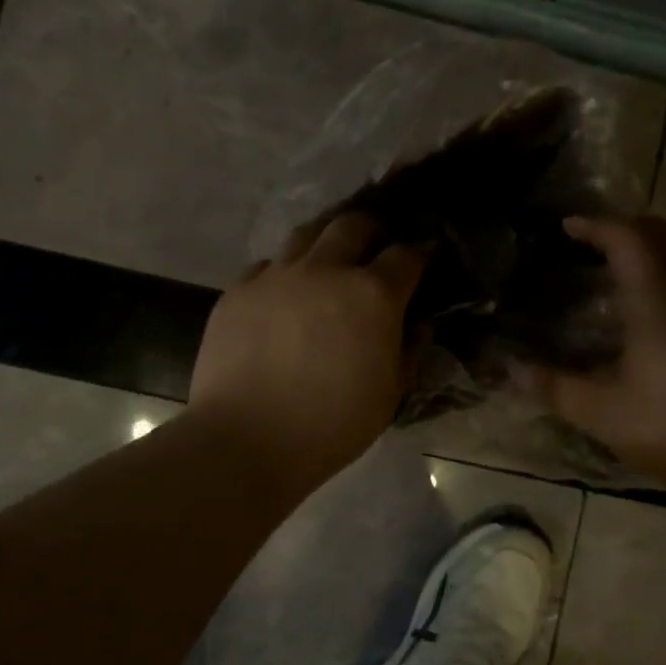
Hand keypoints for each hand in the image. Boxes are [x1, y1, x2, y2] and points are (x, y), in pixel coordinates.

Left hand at [187, 211, 425, 492]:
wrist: (245, 439)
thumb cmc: (331, 424)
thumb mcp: (389, 395)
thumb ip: (409, 351)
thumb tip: (419, 324)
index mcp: (372, 294)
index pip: (405, 255)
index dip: (421, 251)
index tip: (426, 253)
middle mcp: (326, 270)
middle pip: (353, 225)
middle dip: (372, 228)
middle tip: (377, 242)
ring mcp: (278, 276)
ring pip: (306, 234)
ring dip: (325, 239)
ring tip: (329, 255)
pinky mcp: (239, 290)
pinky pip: (267, 266)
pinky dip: (283, 272)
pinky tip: (283, 292)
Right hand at [517, 215, 665, 490]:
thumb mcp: (604, 413)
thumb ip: (555, 388)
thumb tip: (512, 367)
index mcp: (659, 301)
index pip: (630, 239)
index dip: (597, 225)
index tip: (567, 226)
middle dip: (630, 227)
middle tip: (594, 240)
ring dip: (650, 255)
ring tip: (611, 276)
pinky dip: (662, 285)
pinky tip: (641, 322)